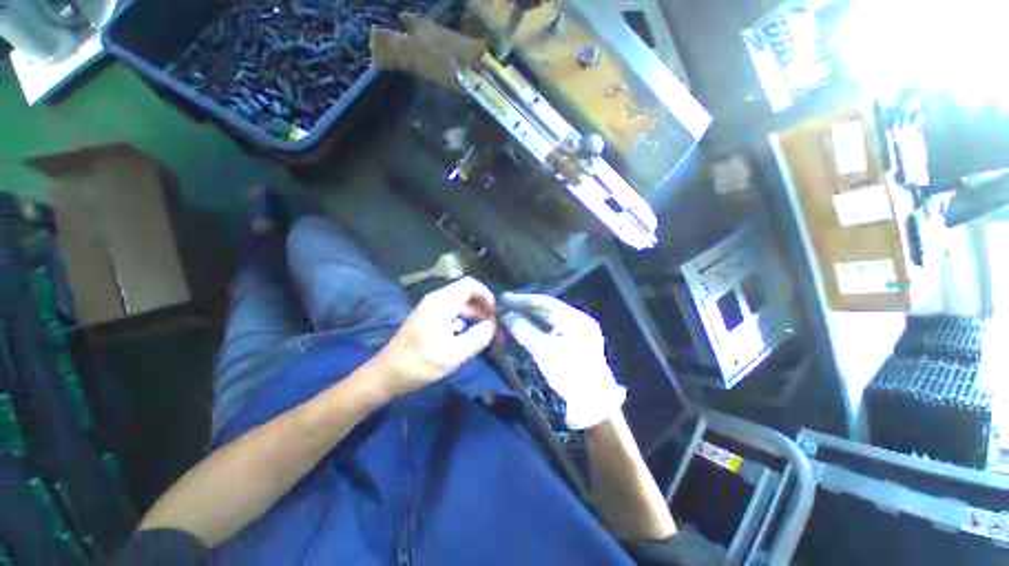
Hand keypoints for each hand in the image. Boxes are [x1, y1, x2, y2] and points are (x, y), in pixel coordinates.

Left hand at [375, 277, 496, 396]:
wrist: (386, 375)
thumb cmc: (419, 364)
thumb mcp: (454, 354)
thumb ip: (478, 337)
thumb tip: (493, 325)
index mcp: (442, 302)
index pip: (471, 285)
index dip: (487, 296)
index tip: (495, 315)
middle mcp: (437, 300)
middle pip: (468, 297)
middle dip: (483, 313)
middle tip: (494, 334)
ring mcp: (432, 310)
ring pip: (462, 308)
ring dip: (475, 321)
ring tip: (483, 341)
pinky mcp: (429, 320)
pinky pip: (453, 316)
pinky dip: (464, 326)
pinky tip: (466, 343)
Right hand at [500, 293, 625, 429]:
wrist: (593, 407)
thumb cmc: (569, 375)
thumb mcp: (543, 351)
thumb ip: (524, 330)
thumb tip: (506, 316)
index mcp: (576, 319)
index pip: (546, 302)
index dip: (523, 300)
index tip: (504, 299)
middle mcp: (580, 321)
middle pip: (549, 309)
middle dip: (526, 307)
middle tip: (505, 305)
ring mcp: (580, 333)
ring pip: (551, 318)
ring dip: (531, 316)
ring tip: (512, 313)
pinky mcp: (576, 344)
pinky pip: (554, 328)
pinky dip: (539, 326)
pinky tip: (527, 326)